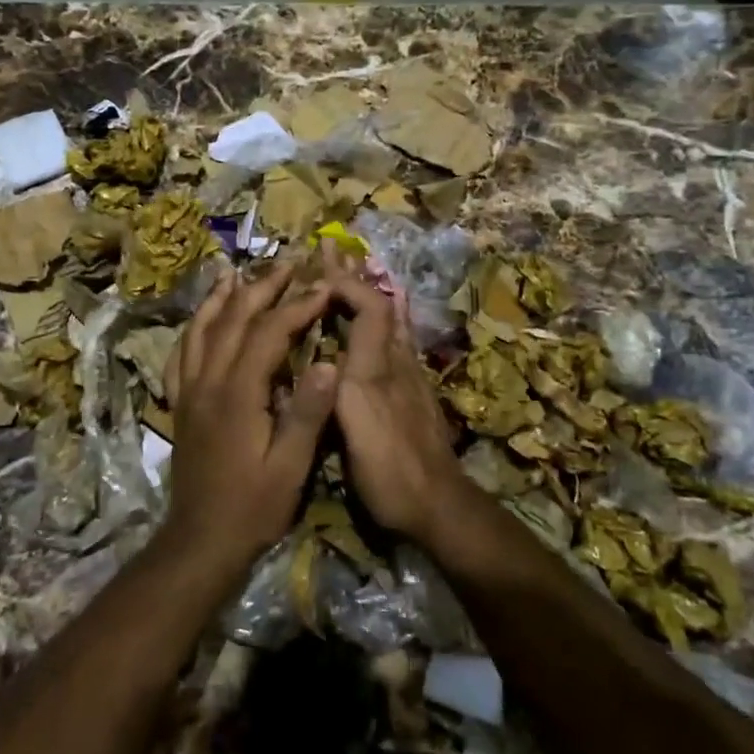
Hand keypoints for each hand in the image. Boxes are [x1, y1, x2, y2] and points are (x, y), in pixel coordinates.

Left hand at [164, 261, 336, 566]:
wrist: (200, 540)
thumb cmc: (252, 506)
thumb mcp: (290, 467)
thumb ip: (308, 413)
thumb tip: (326, 362)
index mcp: (238, 393)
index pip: (270, 333)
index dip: (298, 306)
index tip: (323, 286)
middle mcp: (208, 381)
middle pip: (234, 319)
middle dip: (263, 287)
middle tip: (289, 263)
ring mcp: (188, 390)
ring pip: (202, 329)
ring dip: (223, 298)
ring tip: (237, 272)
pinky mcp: (180, 403)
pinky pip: (181, 354)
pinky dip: (193, 328)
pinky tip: (202, 319)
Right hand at [321, 247, 468, 544]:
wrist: (437, 505)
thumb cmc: (388, 470)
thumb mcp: (356, 426)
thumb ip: (339, 384)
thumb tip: (323, 349)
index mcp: (376, 366)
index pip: (369, 305)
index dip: (346, 283)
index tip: (316, 269)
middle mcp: (396, 362)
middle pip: (381, 305)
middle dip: (355, 275)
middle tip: (333, 247)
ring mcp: (408, 377)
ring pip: (389, 320)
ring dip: (368, 290)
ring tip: (351, 270)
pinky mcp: (412, 393)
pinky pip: (393, 340)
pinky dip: (378, 317)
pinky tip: (376, 320)